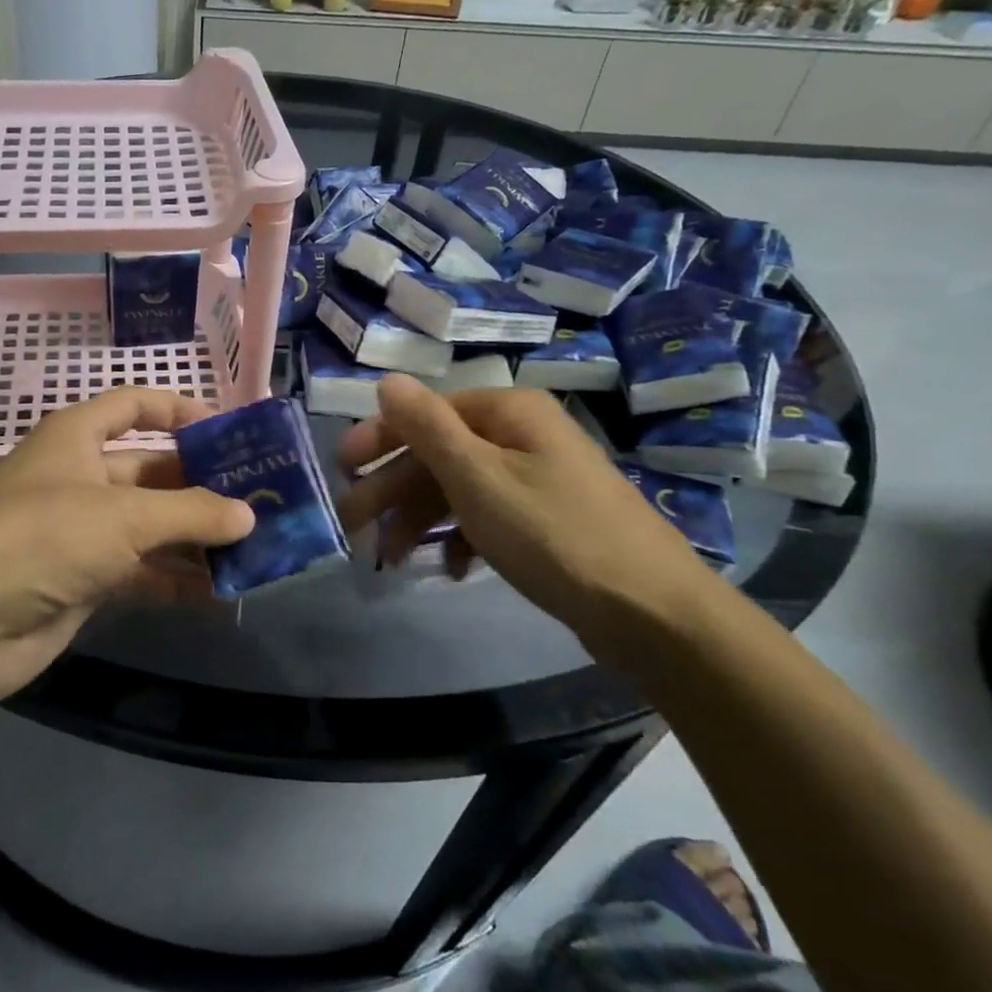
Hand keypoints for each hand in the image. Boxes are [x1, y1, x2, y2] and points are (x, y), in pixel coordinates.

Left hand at [0, 388, 253, 708]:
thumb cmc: (42, 540)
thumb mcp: (123, 518)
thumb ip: (191, 514)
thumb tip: (248, 515)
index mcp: (76, 437)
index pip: (135, 405)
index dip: (181, 410)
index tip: (231, 430)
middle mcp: (81, 477)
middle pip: (153, 469)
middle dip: (204, 484)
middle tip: (260, 497)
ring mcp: (83, 531)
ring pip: (152, 524)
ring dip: (197, 536)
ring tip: (255, 545)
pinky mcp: (86, 579)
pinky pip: (142, 570)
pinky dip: (177, 578)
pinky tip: (222, 589)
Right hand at [336, 377, 720, 637]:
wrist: (650, 611)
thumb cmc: (552, 534)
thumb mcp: (478, 477)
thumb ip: (427, 427)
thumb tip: (386, 380)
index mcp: (508, 412)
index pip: (427, 413)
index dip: (380, 439)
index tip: (341, 469)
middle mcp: (522, 435)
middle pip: (439, 453)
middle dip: (392, 489)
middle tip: (351, 524)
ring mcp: (537, 478)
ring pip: (459, 488)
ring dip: (419, 519)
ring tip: (389, 556)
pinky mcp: (546, 519)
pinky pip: (487, 516)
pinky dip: (460, 538)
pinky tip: (448, 567)